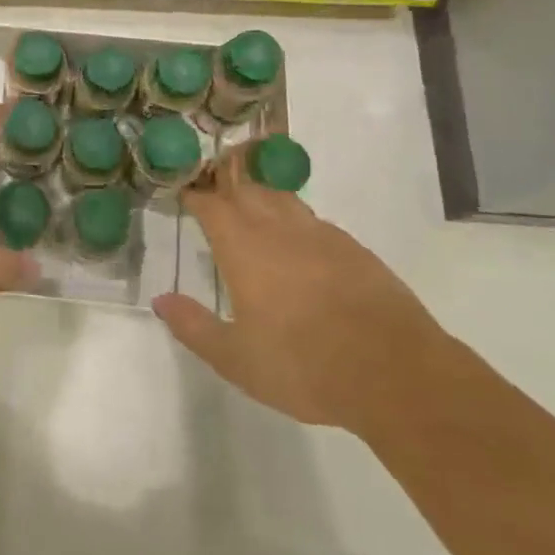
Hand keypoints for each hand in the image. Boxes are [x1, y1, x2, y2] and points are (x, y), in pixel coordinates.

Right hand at [151, 150, 444, 429]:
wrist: (393, 371)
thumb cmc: (303, 365)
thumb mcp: (236, 359)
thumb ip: (194, 326)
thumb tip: (160, 300)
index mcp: (243, 247)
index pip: (211, 205)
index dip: (195, 196)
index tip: (184, 194)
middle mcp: (277, 228)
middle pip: (245, 189)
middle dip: (224, 184)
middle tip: (212, 189)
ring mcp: (319, 234)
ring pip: (280, 198)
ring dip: (259, 194)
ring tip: (250, 202)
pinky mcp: (352, 247)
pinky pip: (312, 219)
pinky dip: (294, 218)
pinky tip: (297, 238)